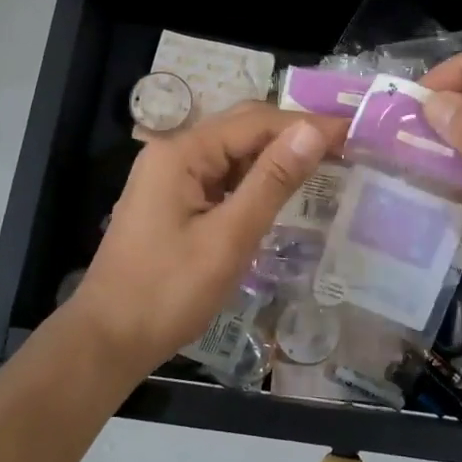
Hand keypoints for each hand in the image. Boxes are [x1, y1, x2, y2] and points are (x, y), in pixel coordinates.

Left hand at [67, 102, 344, 371]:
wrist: (108, 339)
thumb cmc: (168, 292)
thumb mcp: (228, 238)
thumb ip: (271, 181)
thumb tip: (312, 130)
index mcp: (182, 152)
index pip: (255, 122)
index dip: (305, 124)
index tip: (352, 132)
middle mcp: (173, 153)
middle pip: (242, 129)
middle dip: (291, 135)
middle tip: (343, 148)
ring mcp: (169, 177)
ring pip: (232, 153)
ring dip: (274, 157)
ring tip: (323, 165)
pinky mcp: (172, 200)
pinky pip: (220, 177)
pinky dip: (252, 180)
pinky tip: (279, 192)